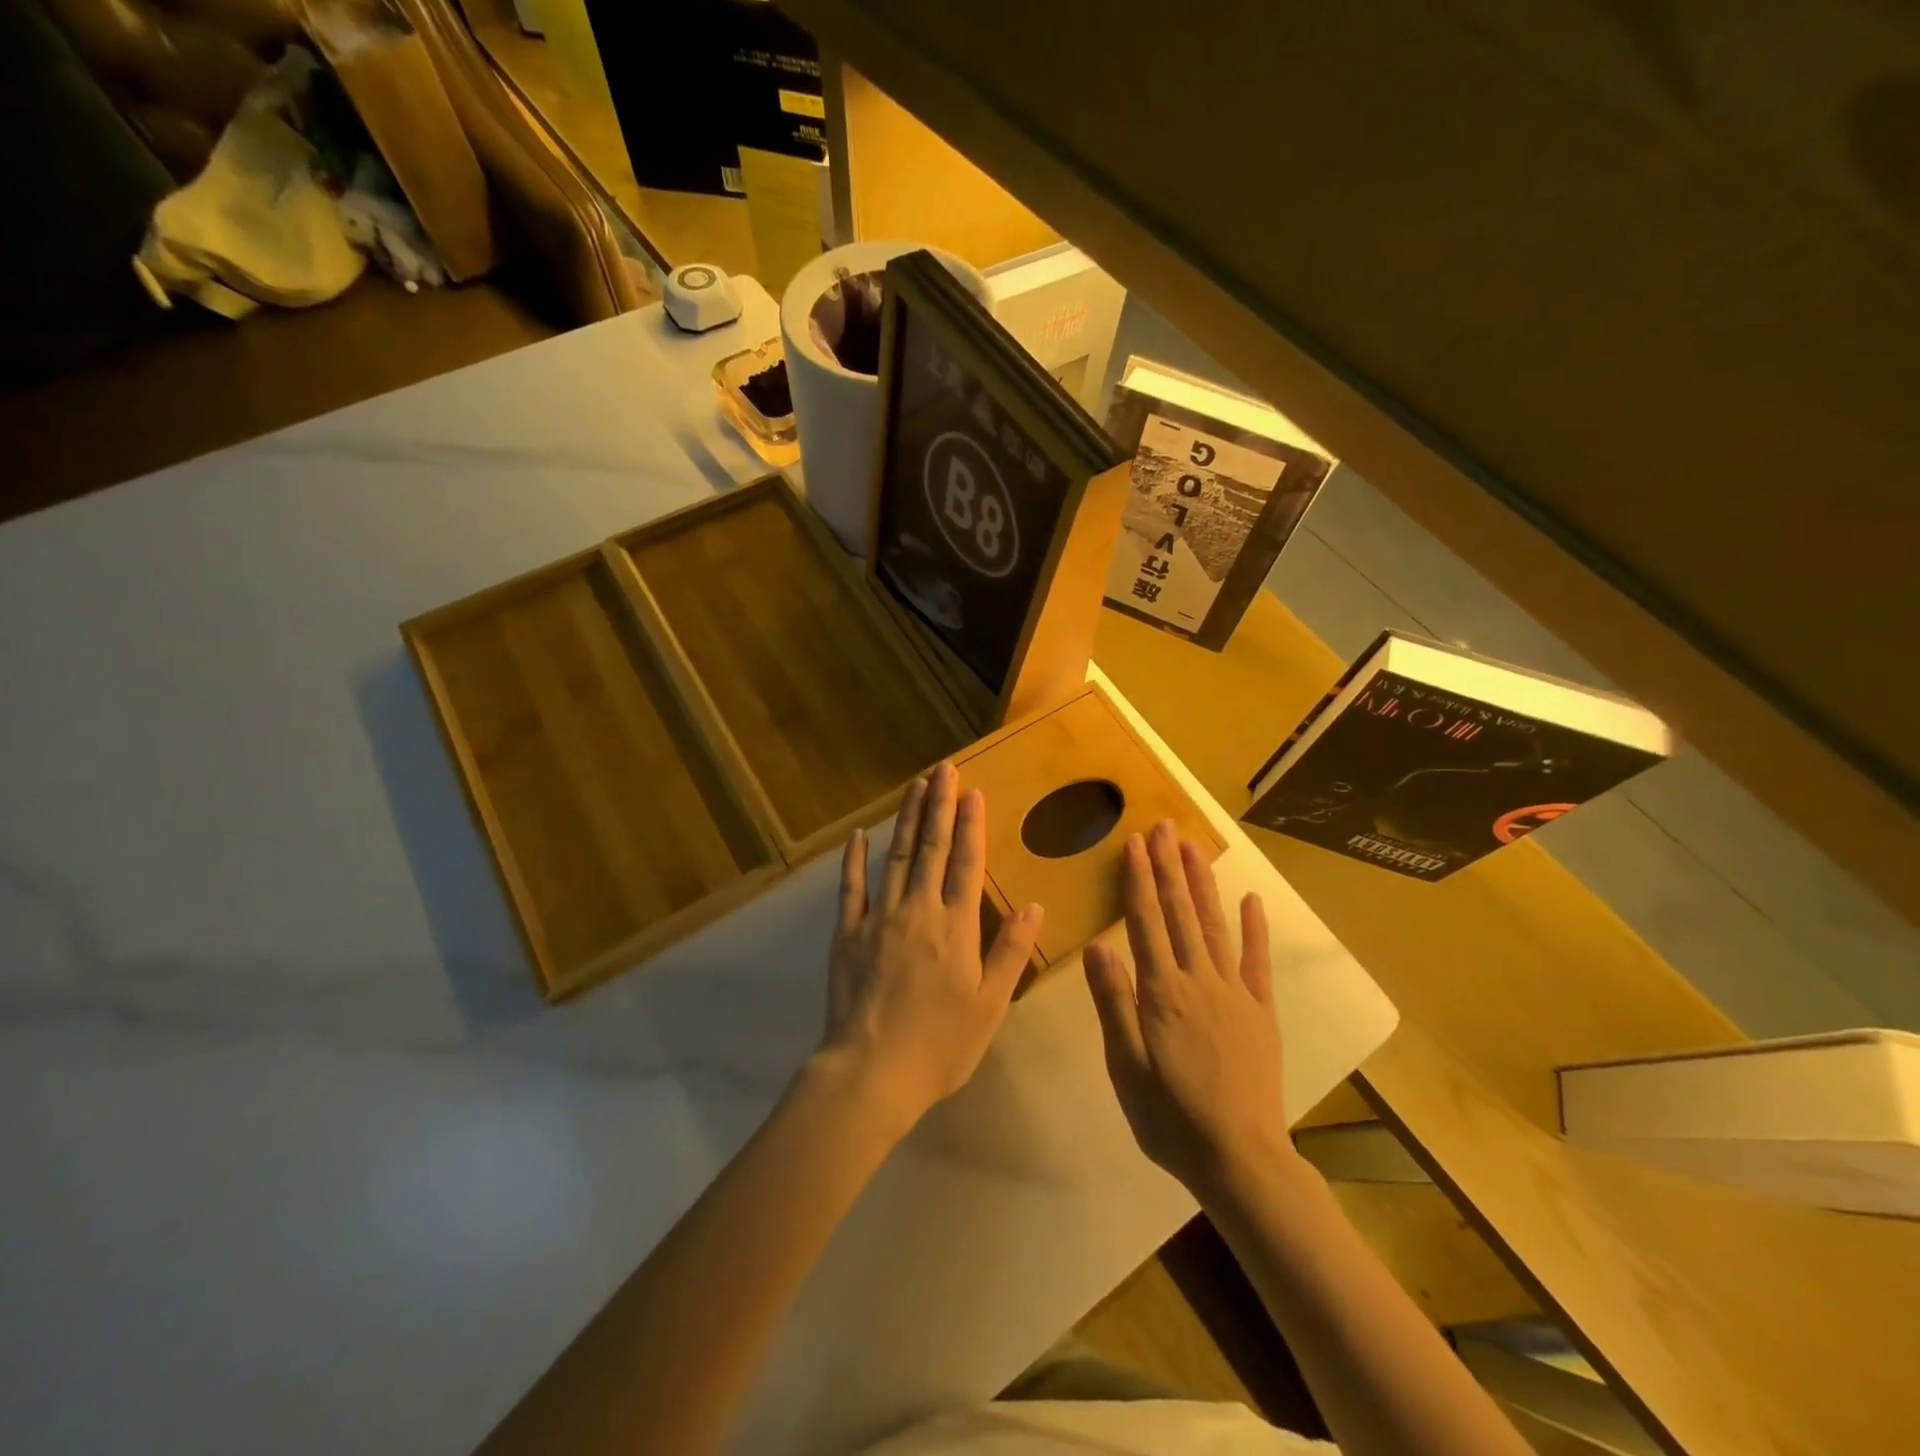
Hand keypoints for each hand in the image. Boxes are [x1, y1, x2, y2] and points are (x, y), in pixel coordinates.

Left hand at [820, 763, 1044, 1129]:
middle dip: (939, 805)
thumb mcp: (989, 1005)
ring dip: (906, 819)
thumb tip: (1035, 907)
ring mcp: (879, 918)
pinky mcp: (847, 933)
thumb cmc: (940, 1045)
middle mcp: (918, 910)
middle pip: (931, 848)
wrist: (872, 1072)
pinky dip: (854, 860)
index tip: (973, 791)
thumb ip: (1010, 952)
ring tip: (915, 786)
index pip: (966, 862)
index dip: (971, 824)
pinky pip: (852, 888)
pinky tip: (858, 836)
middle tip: (943, 768)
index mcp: (956, 927)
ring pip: (896, 857)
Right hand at [1084, 820, 1288, 1197]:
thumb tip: (1097, 946)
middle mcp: (1198, 980)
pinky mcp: (1261, 1012)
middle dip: (1169, 867)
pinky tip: (1250, 899)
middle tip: (1164, 826)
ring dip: (1202, 884)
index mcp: (1161, 992)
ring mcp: (1234, 993)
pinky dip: (1254, 928)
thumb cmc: (1170, 1117)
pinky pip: (1257, 962)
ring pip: (1214, 926)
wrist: (1240, 1159)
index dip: (1138, 880)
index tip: (1134, 843)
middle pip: (1180, 913)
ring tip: (1193, 847)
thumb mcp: (1126, 1066)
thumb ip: (1113, 1003)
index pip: (1146, 922)